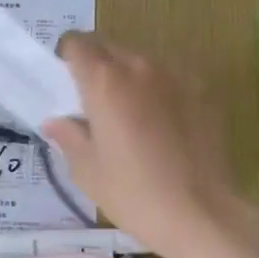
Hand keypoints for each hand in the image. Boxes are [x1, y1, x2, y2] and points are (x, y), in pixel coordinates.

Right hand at [41, 33, 246, 257]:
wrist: (203, 214)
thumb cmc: (135, 195)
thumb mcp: (88, 171)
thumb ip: (69, 137)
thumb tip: (55, 121)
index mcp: (104, 81)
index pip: (77, 43)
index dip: (68, 56)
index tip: (68, 81)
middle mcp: (140, 67)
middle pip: (109, 47)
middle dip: (97, 65)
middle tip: (95, 102)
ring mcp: (176, 75)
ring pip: (142, 61)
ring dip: (129, 76)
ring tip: (132, 116)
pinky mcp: (203, 90)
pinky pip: (171, 78)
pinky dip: (159, 90)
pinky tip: (164, 126)